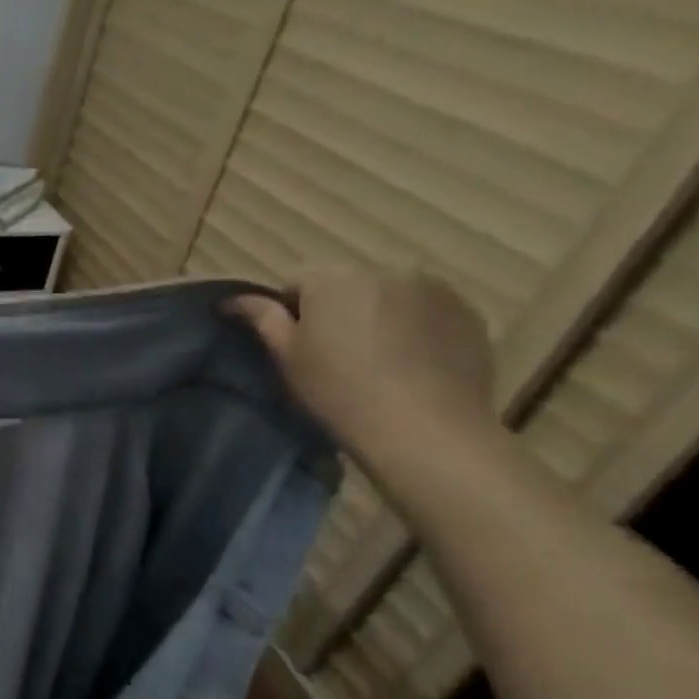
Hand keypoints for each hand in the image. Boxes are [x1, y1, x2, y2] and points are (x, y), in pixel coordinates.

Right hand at [228, 266, 495, 468]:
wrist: (423, 428)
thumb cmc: (338, 391)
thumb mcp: (287, 357)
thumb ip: (261, 318)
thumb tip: (231, 299)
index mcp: (333, 279)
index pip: (296, 281)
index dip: (289, 311)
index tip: (294, 345)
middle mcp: (385, 270)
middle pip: (346, 285)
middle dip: (337, 309)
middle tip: (333, 356)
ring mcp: (433, 289)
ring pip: (388, 296)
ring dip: (377, 316)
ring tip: (376, 360)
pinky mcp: (468, 312)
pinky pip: (426, 312)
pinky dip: (415, 328)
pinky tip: (410, 364)